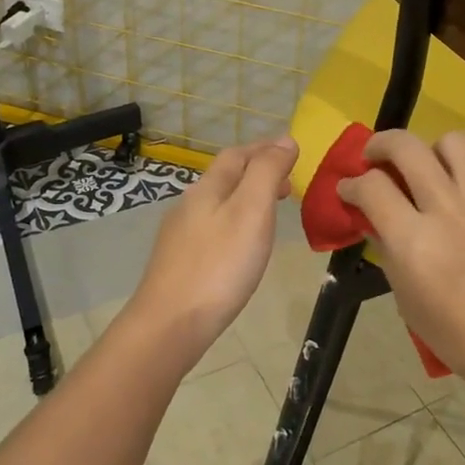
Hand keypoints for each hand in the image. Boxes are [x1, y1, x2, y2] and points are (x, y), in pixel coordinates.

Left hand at [128, 136, 297, 356]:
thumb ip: (267, 172)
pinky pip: (212, 228)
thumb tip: (285, 140)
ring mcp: (180, 235)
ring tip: (271, 212)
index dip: (265, 149)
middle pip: (225, 177)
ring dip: (247, 198)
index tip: (294, 153)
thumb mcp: (251, 211)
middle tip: (288, 184)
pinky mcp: (179, 262)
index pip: (237, 155)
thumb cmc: (219, 266)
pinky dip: (235, 222)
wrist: (170, 324)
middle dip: (257, 172)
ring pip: (218, 203)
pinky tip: (243, 245)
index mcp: (208, 188)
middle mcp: (190, 205)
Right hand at [336, 130, 464, 399]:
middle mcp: (449, 209)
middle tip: (376, 156)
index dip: (352, 183)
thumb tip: (378, 222)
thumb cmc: (462, 340)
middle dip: (381, 144)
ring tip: (430, 171)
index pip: (371, 186)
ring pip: (454, 144)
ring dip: (432, 152)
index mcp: (414, 240)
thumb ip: (391, 252)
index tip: (349, 187)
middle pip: (407, 146)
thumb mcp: (409, 302)